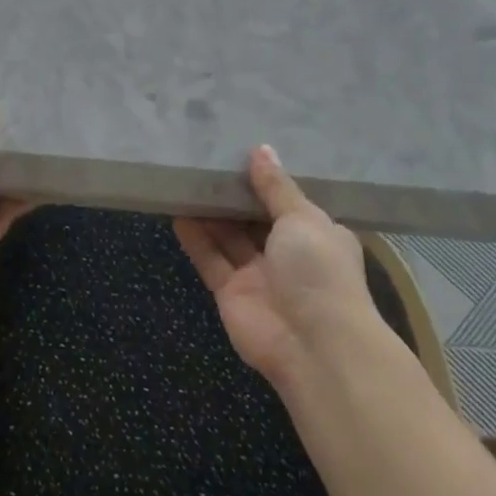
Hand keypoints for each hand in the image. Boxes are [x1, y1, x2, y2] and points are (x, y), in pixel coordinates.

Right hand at [174, 146, 372, 388]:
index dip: (266, 179)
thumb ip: (276, 187)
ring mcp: (258, 275)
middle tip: (204, 159)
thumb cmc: (319, 271)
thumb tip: (260, 150)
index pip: (289, 201)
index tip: (240, 149)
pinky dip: (194, 238)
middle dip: (233, 194)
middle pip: (254, 218)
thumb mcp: (303, 219)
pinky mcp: (230, 292)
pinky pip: (210, 259)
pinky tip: (176, 212)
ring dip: (209, 212)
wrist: (314, 346)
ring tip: (184, 178)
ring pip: (229, 237)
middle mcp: (289, 254)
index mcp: (317, 234)